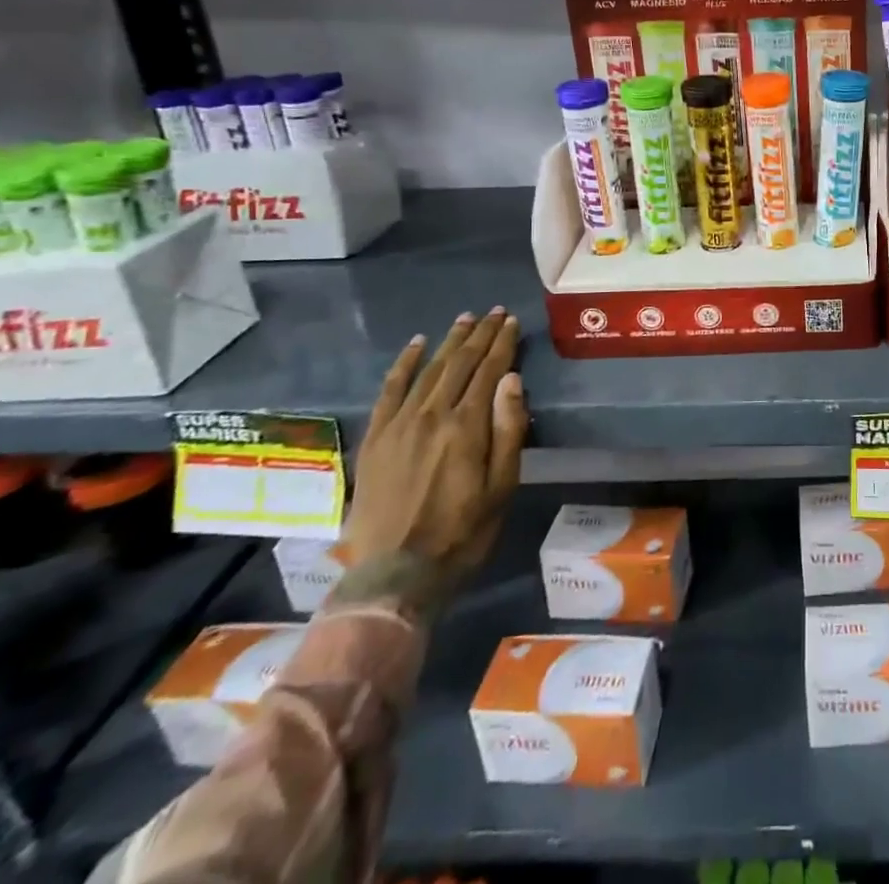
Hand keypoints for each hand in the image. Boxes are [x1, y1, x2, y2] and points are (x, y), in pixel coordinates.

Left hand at [343, 306, 528, 588]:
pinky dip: (404, 364)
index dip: (503, 343)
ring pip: (429, 369)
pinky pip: (389, 390)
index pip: (489, 370)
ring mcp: (398, 424)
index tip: (512, 322)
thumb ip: (509, 430)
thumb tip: (511, 379)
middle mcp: (432, 414)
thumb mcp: (502, 487)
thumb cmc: (462, 533)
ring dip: (449, 341)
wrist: (394, 575)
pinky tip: (416, 345)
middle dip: (480, 334)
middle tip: (494, 312)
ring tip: (464, 320)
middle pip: (460, 363)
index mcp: (467, 426)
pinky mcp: (375, 438)